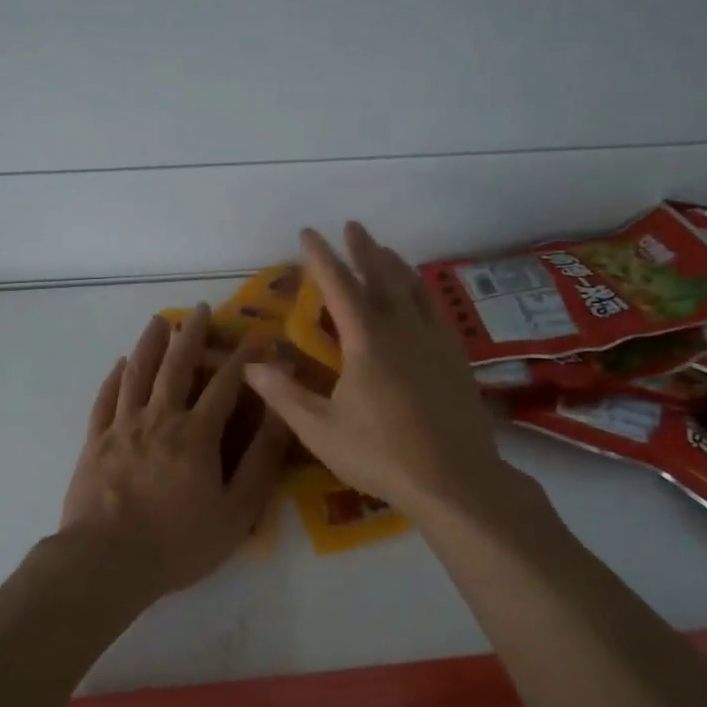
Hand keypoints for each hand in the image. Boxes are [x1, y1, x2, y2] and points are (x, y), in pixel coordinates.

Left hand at [61, 305, 291, 602]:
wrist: (106, 562)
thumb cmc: (178, 543)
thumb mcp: (236, 511)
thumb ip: (261, 461)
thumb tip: (280, 414)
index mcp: (196, 434)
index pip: (225, 384)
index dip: (243, 359)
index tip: (257, 338)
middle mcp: (159, 418)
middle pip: (177, 365)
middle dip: (191, 334)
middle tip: (199, 309)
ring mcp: (122, 427)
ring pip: (138, 372)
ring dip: (150, 343)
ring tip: (158, 320)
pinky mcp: (95, 441)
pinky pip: (106, 398)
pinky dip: (115, 376)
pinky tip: (121, 363)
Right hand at [243, 223, 514, 518]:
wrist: (456, 480)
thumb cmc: (381, 455)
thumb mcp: (321, 430)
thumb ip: (284, 395)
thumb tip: (250, 366)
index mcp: (367, 341)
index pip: (339, 286)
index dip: (321, 257)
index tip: (308, 233)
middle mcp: (402, 330)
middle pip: (382, 276)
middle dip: (363, 249)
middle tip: (352, 226)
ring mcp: (434, 342)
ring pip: (414, 289)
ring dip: (396, 265)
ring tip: (385, 251)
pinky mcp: (455, 359)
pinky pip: (435, 310)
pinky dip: (423, 292)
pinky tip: (422, 297)